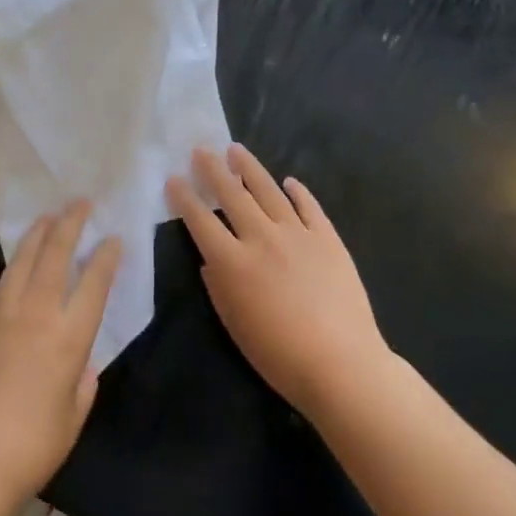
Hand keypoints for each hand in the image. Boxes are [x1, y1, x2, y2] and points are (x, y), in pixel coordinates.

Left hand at [0, 202, 121, 505]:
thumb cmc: (34, 446)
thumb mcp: (75, 416)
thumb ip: (83, 380)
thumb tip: (81, 361)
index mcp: (69, 336)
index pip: (95, 282)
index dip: (106, 256)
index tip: (112, 238)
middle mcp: (37, 313)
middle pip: (56, 255)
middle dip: (70, 223)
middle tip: (79, 203)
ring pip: (20, 261)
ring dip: (35, 236)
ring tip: (46, 218)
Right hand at [168, 145, 389, 418]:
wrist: (341, 364)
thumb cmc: (279, 355)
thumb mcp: (234, 324)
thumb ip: (218, 286)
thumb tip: (212, 259)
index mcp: (233, 262)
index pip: (200, 220)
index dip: (184, 198)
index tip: (173, 179)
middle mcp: (261, 238)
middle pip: (232, 195)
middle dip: (213, 170)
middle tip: (201, 150)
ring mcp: (297, 234)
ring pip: (268, 191)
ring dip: (249, 169)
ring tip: (236, 150)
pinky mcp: (327, 238)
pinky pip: (309, 207)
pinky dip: (298, 191)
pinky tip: (289, 181)